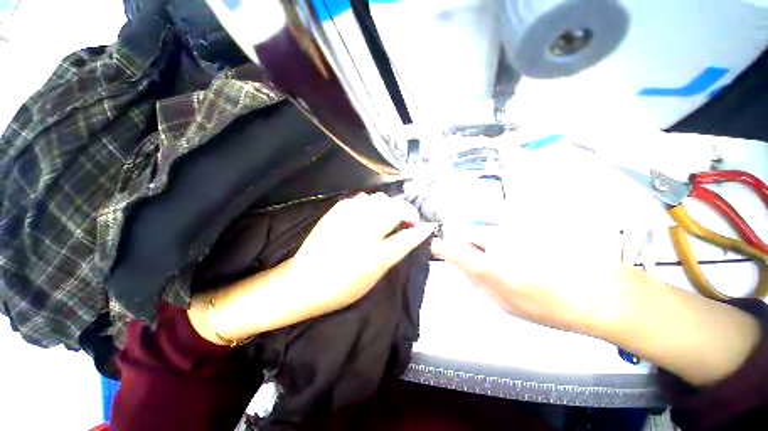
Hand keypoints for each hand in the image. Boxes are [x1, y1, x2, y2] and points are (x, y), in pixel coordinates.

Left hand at [190, 193, 435, 344]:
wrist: (304, 282)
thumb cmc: (342, 287)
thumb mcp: (374, 276)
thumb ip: (394, 252)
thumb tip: (412, 235)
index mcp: (375, 255)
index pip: (407, 236)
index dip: (420, 229)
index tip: (427, 225)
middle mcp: (364, 232)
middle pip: (395, 208)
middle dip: (406, 211)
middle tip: (405, 220)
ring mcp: (349, 218)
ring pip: (379, 198)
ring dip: (388, 206)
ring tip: (386, 217)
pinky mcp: (336, 211)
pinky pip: (361, 198)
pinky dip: (370, 203)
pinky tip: (367, 214)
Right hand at [430, 230, 635, 334]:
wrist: (601, 292)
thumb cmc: (550, 307)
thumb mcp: (506, 305)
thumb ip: (478, 283)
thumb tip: (464, 267)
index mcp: (488, 265)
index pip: (452, 248)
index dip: (440, 246)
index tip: (436, 247)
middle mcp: (495, 240)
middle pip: (470, 234)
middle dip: (471, 244)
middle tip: (485, 260)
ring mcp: (514, 230)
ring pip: (490, 230)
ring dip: (492, 242)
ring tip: (514, 259)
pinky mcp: (530, 224)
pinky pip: (508, 228)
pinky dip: (510, 238)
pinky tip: (529, 251)